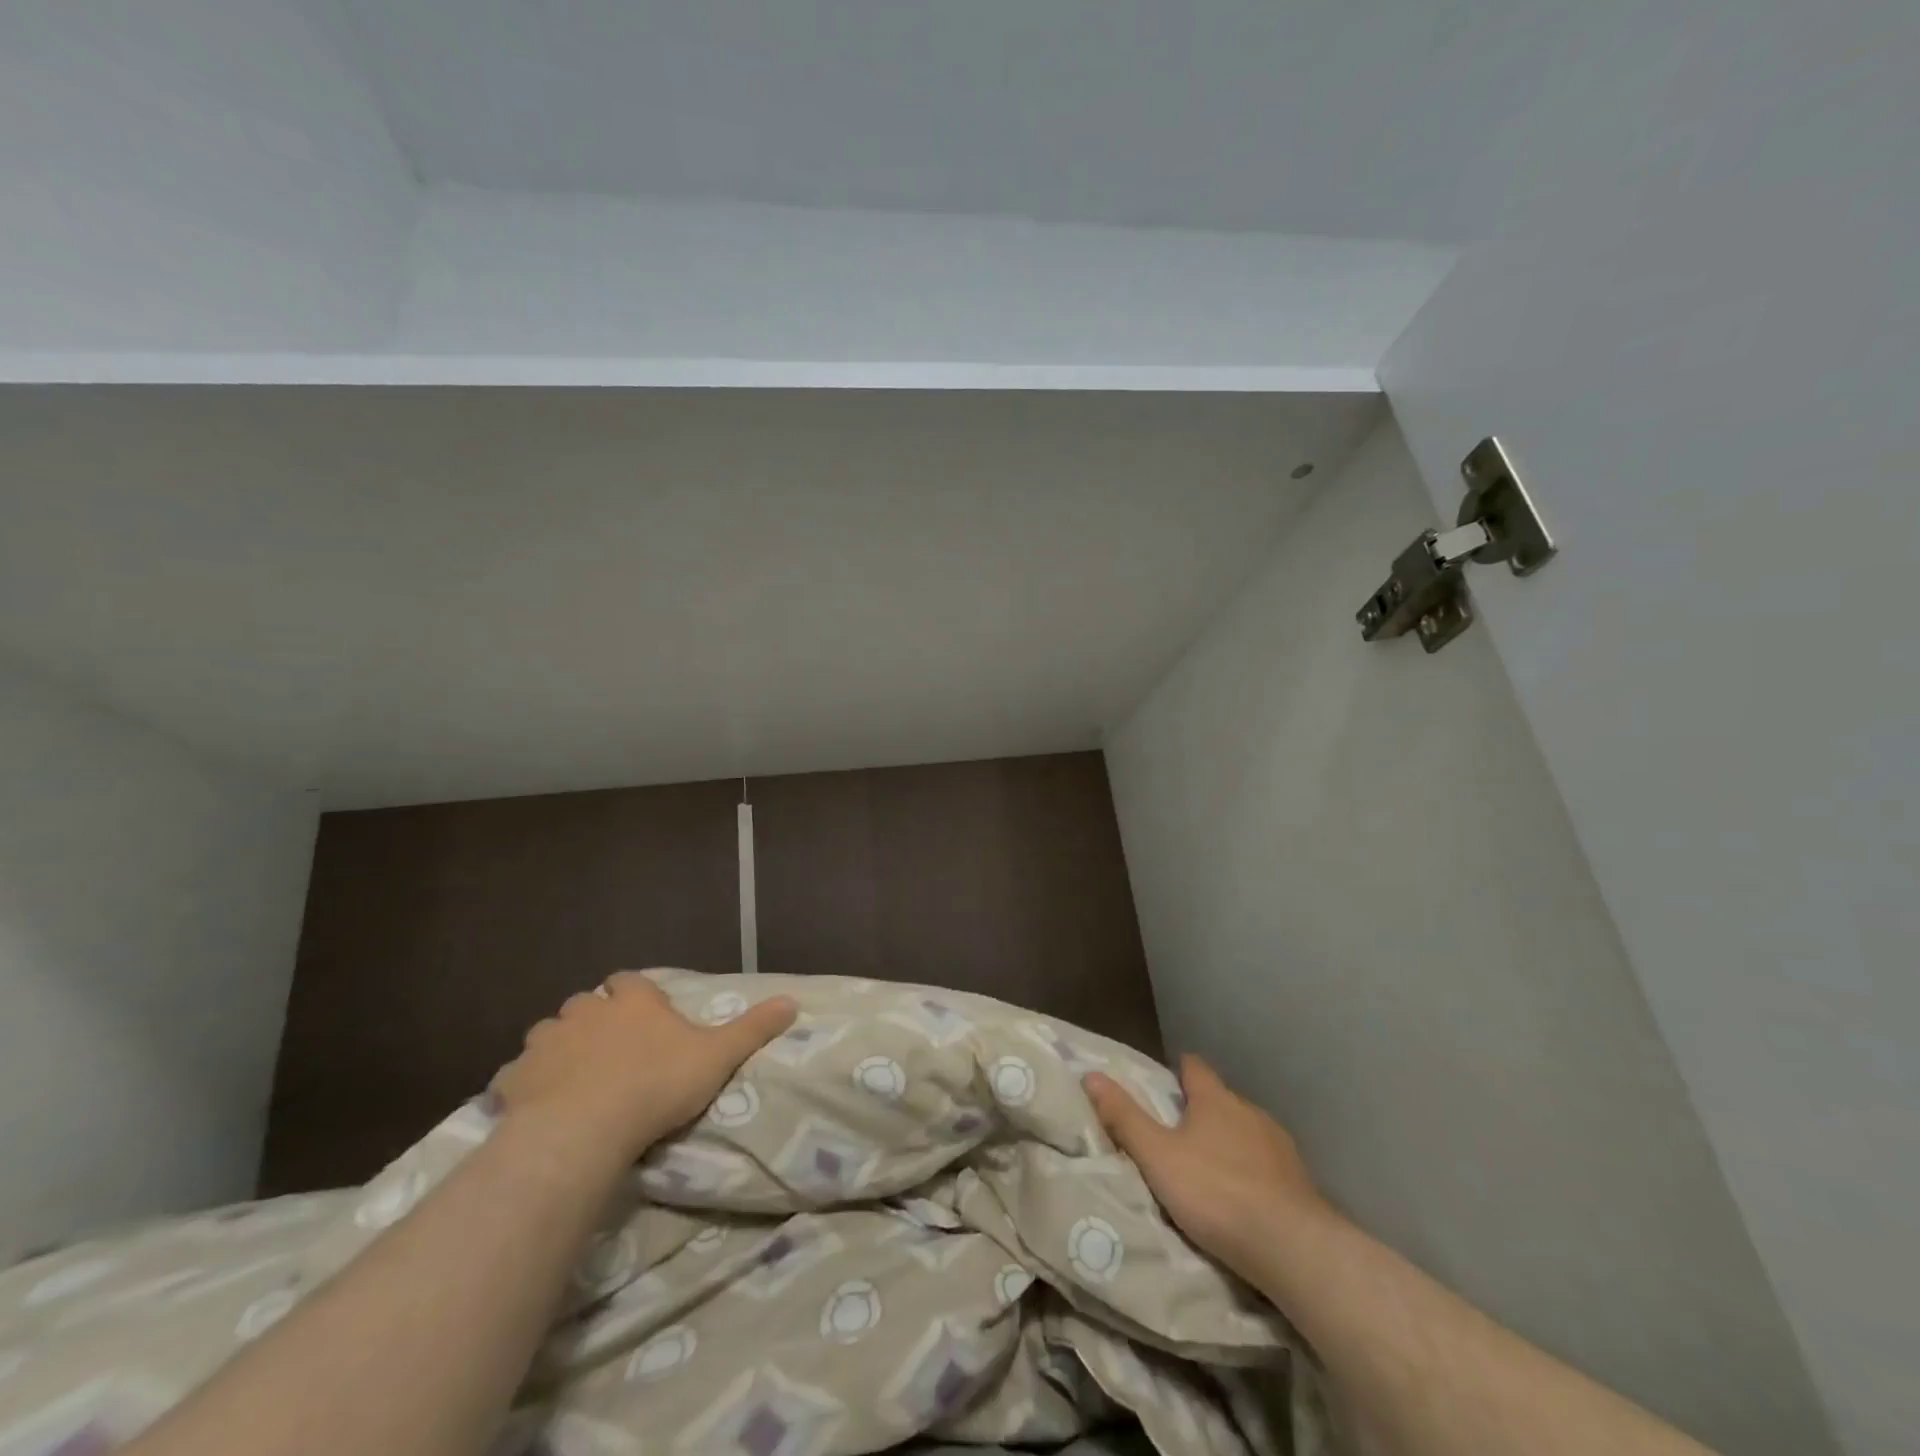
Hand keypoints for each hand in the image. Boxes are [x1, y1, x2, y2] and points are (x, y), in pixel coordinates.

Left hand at [493, 972, 795, 1167]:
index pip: (630, 981)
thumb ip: (753, 1027)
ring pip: (549, 1034)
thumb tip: (793, 1001)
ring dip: (559, 1049)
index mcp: (633, 1001)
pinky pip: (516, 1075)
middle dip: (595, 1020)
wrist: (584, 1129)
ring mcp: (547, 1042)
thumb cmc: (657, 1085)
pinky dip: (525, 1085)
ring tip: (573, 1080)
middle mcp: (587, 1011)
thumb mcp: (718, 1056)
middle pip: (587, 1004)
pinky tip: (537, 1106)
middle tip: (611, 1053)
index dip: (635, 996)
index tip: (645, 1018)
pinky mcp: (515, 1078)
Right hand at [1084, 1054, 1335, 1285]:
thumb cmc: (1216, 1193)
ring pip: (1247, 1132)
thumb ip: (1125, 1117)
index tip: (1166, 1083)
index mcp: (1214, 1099)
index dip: (1179, 1071)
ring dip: (1230, 1143)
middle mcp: (1249, 1111)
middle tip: (1178, 1136)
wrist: (1293, 1247)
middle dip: (1202, 1112)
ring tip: (1211, 1170)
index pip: (1194, 1067)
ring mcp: (1280, 1145)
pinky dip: (1254, 1172)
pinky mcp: (1301, 1181)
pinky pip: (1268, 1165)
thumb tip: (1092, 1075)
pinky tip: (1246, 1197)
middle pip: (1221, 1100)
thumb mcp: (1157, 1157)